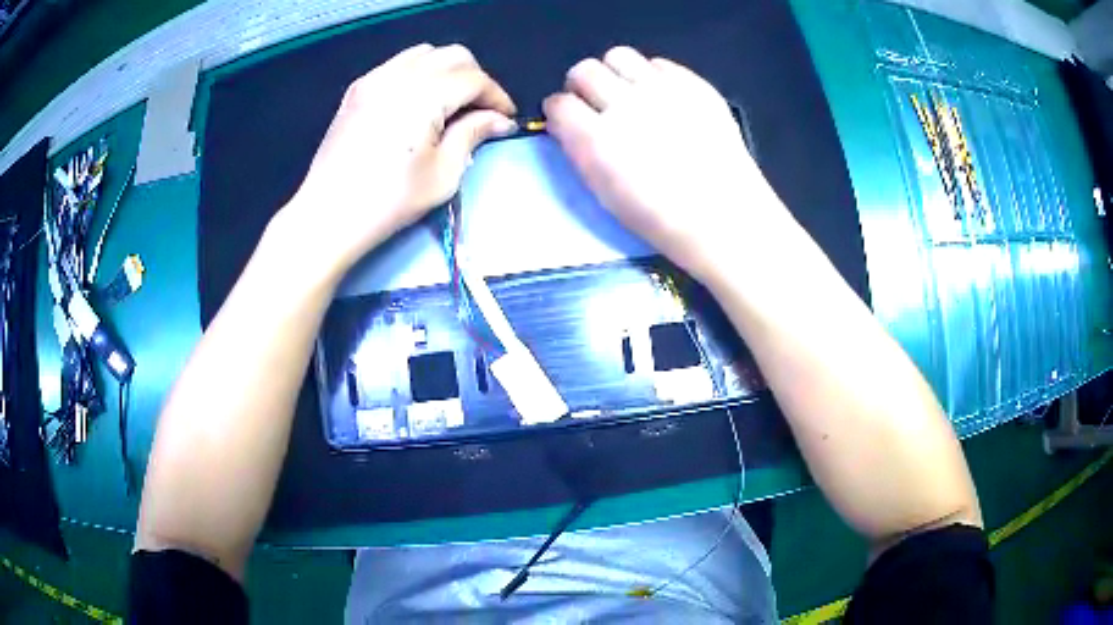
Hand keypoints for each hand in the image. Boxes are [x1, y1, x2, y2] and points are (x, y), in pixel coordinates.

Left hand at [283, 43, 516, 277]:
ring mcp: (375, 78)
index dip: (497, 96)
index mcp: (424, 96)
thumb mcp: (443, 174)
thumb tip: (499, 120)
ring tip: (451, 101)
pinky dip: (418, 72)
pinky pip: (398, 64)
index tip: (506, 118)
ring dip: (447, 70)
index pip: (474, 79)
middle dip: (476, 78)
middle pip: (453, 56)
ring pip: (425, 53)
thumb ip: (473, 134)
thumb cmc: (389, 201)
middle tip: (481, 109)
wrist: (328, 214)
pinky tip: (418, 100)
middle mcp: (400, 75)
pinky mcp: (358, 89)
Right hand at [544, 47, 787, 284]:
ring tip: (627, 92)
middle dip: (582, 85)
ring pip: (619, 56)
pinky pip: (659, 63)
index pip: (559, 103)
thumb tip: (569, 126)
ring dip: (615, 73)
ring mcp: (663, 90)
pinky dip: (653, 76)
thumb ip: (581, 152)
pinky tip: (662, 97)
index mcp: (597, 139)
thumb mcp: (605, 194)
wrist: (725, 216)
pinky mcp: (694, 85)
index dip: (560, 111)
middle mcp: (625, 105)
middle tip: (595, 103)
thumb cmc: (661, 218)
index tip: (567, 119)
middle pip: (583, 70)